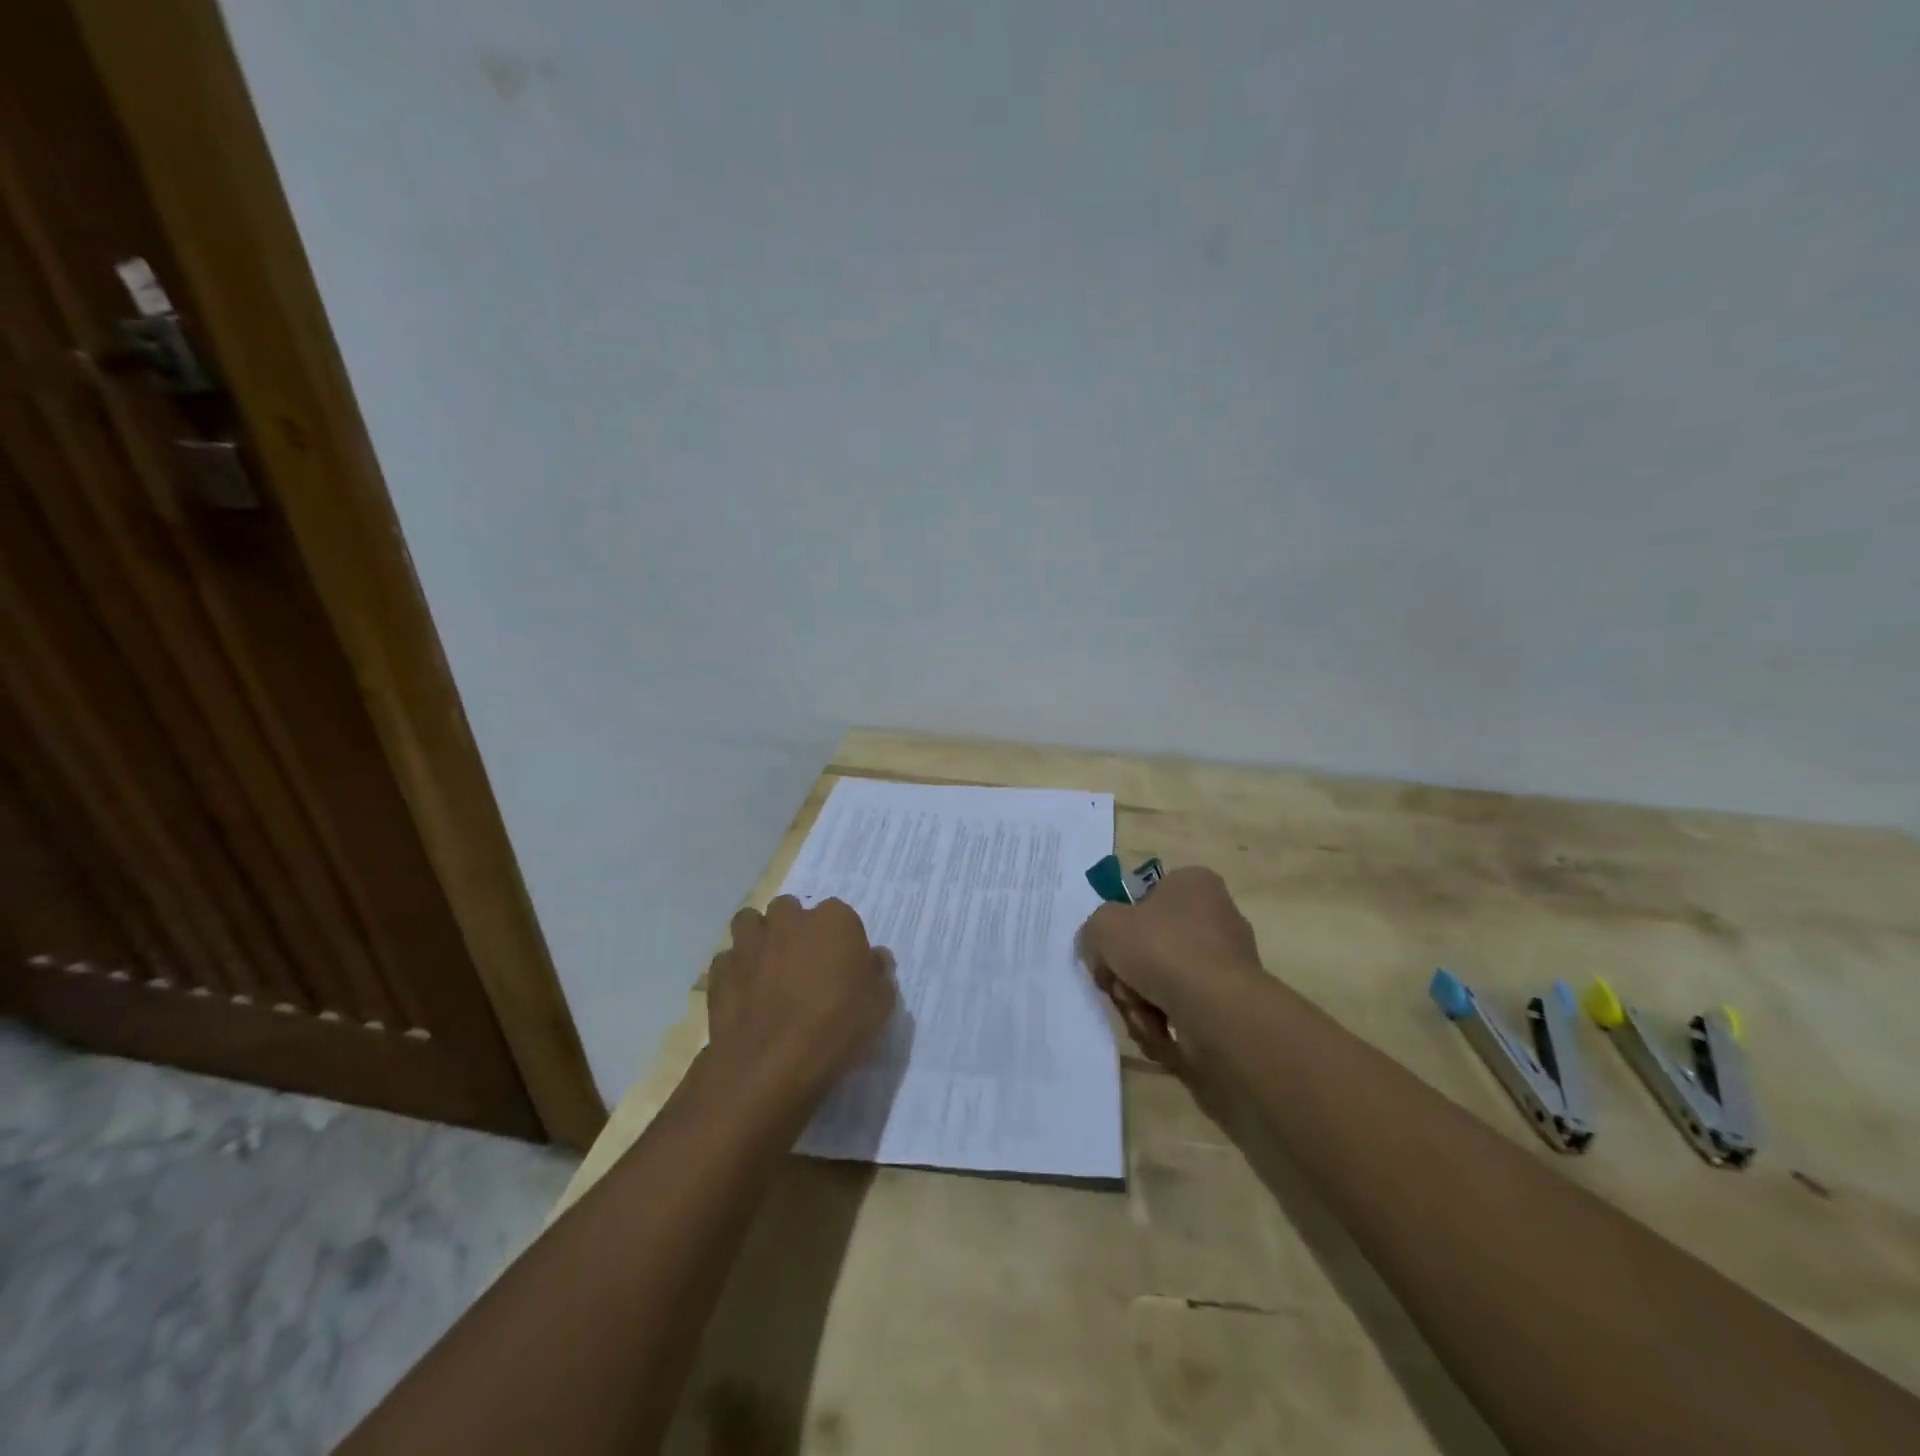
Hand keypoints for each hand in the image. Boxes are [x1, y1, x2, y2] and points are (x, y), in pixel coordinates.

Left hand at [706, 895, 896, 1098]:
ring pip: (750, 923)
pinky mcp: (720, 971)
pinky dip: (736, 971)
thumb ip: (877, 973)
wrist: (773, 1064)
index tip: (842, 965)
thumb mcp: (880, 1004)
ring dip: (759, 939)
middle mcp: (789, 920)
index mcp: (833, 920)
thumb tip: (873, 958)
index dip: (839, 939)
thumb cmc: (837, 1026)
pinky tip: (745, 995)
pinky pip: (728, 960)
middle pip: (790, 911)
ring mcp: (749, 943)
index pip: (839, 915)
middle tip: (803, 965)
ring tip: (768, 970)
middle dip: (794, 929)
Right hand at [1078, 866, 1262, 1064]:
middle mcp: (1217, 916)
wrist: (1217, 1010)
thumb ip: (1094, 930)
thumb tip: (1100, 950)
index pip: (1145, 898)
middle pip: (1151, 946)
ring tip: (1141, 1015)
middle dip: (1128, 974)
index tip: (1108, 952)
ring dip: (1141, 1002)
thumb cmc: (1161, 949)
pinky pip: (1185, 1010)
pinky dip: (1165, 1023)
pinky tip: (1160, 1032)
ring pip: (1164, 981)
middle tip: (1120, 987)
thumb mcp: (1104, 925)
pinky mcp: (1232, 1003)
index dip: (1120, 927)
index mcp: (1193, 883)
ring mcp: (1228, 962)